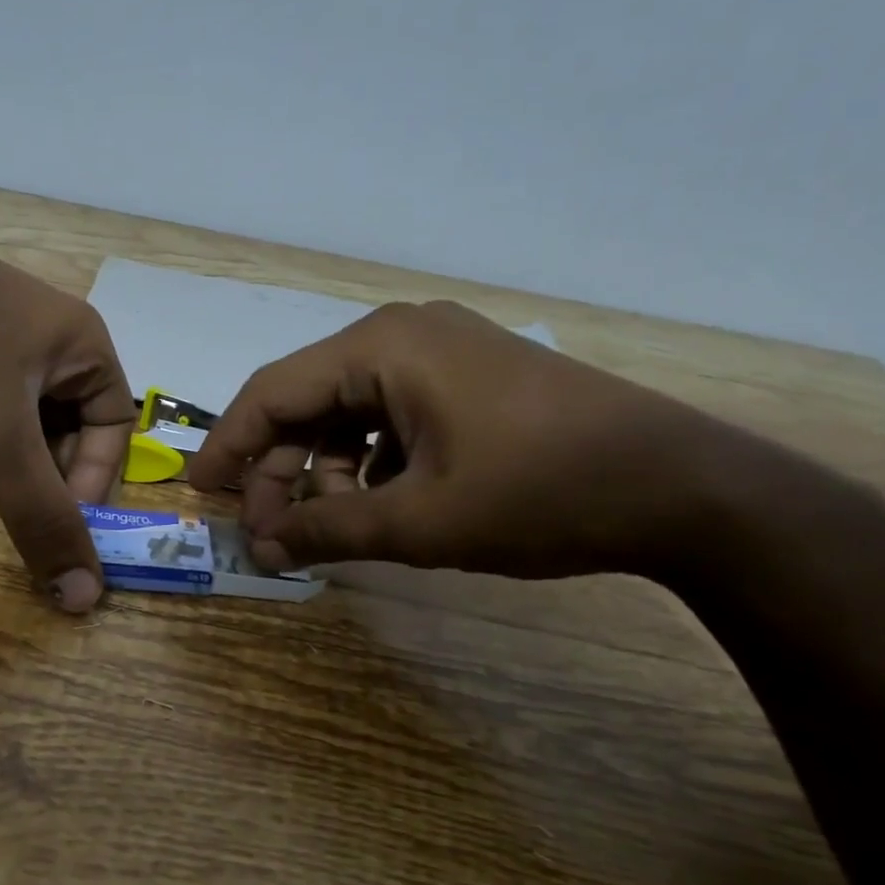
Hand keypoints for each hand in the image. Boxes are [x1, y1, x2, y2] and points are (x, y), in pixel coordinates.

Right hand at [188, 300, 726, 578]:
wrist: (682, 487)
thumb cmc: (540, 493)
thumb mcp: (419, 522)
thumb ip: (327, 532)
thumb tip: (260, 550)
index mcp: (382, 347)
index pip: (272, 392)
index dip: (229, 446)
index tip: (202, 494)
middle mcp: (403, 334)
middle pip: (308, 401)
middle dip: (281, 470)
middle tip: (270, 534)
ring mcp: (440, 352)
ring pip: (347, 411)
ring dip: (325, 470)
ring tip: (327, 526)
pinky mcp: (467, 378)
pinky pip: (389, 415)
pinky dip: (368, 461)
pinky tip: (378, 503)